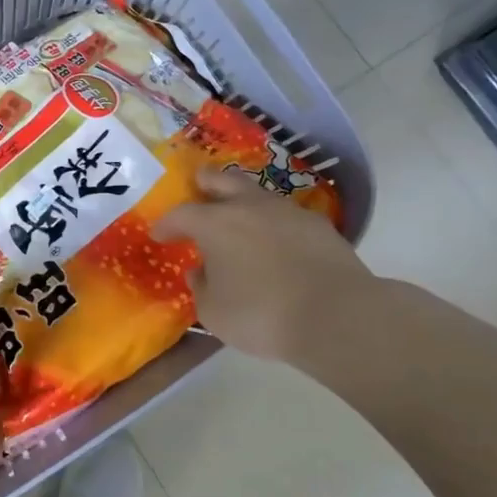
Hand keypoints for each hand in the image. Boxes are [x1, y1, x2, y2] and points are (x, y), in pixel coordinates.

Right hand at [154, 166, 374, 362]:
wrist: (336, 315)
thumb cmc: (262, 315)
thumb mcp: (214, 313)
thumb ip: (201, 287)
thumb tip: (200, 271)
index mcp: (215, 224)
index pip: (180, 214)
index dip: (167, 224)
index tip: (159, 234)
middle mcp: (249, 207)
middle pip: (222, 180)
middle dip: (205, 183)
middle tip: (197, 188)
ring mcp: (287, 211)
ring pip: (257, 194)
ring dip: (242, 201)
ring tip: (238, 217)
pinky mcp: (317, 225)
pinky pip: (285, 215)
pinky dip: (272, 222)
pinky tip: (274, 240)